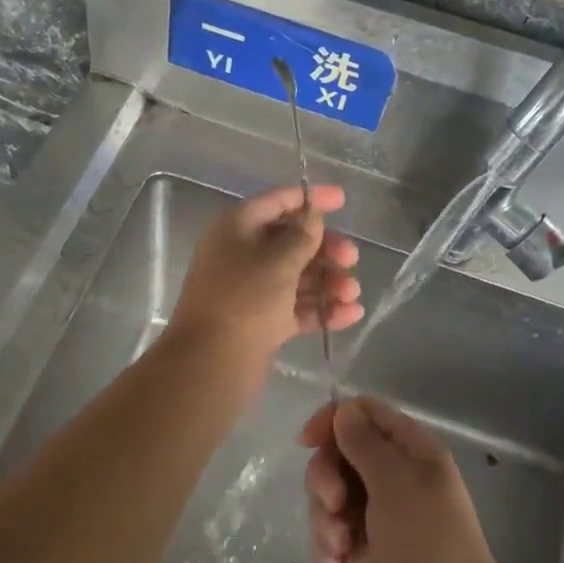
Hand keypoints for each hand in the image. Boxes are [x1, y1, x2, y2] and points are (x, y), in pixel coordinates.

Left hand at [166, 186, 362, 365]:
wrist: (211, 364)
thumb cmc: (244, 300)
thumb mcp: (278, 261)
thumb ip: (302, 236)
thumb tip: (312, 216)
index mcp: (236, 228)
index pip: (276, 202)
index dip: (310, 198)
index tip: (343, 200)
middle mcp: (241, 254)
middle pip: (291, 241)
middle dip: (325, 248)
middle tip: (352, 259)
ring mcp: (251, 290)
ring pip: (297, 276)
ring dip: (328, 280)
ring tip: (352, 293)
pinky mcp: (261, 321)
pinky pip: (296, 307)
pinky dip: (321, 307)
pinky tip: (351, 313)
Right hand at [301, 397, 507, 562]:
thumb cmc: (426, 542)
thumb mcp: (395, 482)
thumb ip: (363, 441)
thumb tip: (343, 410)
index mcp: (411, 450)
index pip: (365, 413)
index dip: (334, 420)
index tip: (307, 442)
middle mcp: (395, 474)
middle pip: (341, 452)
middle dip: (327, 477)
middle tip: (335, 504)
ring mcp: (379, 513)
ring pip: (331, 493)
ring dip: (326, 516)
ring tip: (341, 546)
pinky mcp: (366, 547)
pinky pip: (333, 529)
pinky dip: (329, 543)